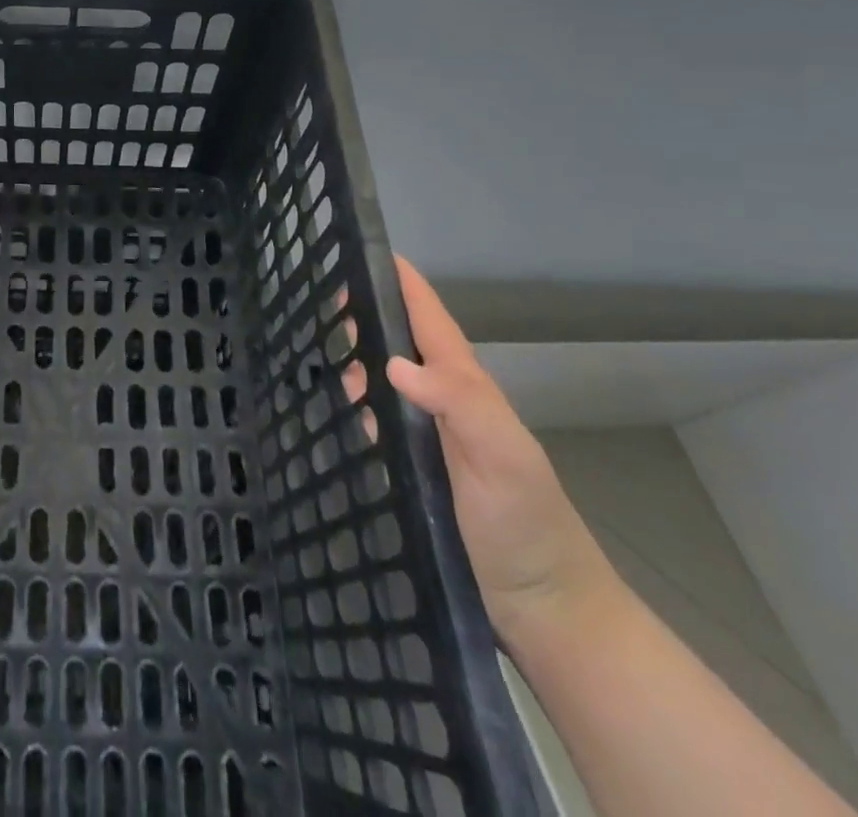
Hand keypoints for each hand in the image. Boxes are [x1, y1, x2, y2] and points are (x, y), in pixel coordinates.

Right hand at [356, 257, 617, 642]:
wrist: (543, 608)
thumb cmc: (525, 525)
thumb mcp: (504, 457)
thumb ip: (458, 403)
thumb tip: (391, 360)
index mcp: (465, 386)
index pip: (428, 318)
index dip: (401, 282)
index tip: (362, 249)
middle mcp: (443, 400)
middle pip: (400, 340)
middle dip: (367, 311)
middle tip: (320, 297)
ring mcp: (427, 433)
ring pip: (385, 375)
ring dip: (355, 351)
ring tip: (315, 338)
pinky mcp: (412, 466)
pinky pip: (377, 415)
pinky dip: (354, 396)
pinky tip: (333, 398)